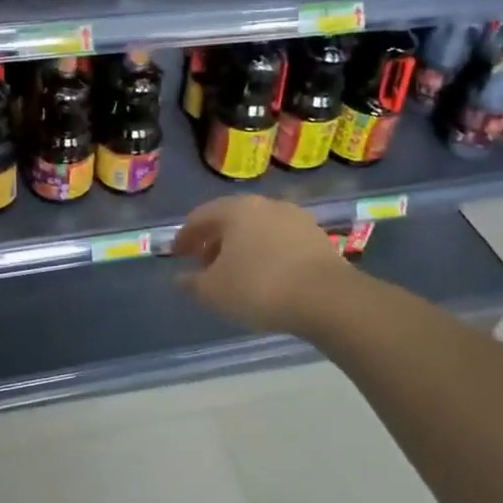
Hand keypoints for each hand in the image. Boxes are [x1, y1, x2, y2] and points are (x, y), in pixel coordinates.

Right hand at [172, 195, 349, 334]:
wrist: (326, 298)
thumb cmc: (259, 288)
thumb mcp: (213, 292)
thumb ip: (191, 283)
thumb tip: (180, 278)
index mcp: (236, 209)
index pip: (200, 216)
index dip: (184, 237)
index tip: (177, 255)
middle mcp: (266, 205)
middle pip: (231, 219)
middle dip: (214, 241)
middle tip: (204, 265)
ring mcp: (295, 218)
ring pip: (258, 229)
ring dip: (241, 247)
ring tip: (236, 273)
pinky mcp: (317, 236)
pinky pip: (280, 241)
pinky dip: (266, 253)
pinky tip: (265, 276)